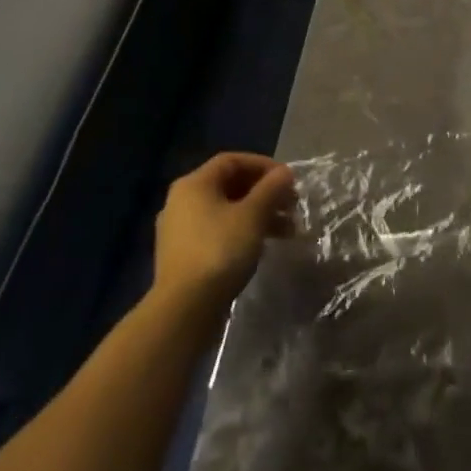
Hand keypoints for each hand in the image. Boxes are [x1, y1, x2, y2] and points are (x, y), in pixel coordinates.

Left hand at [153, 153, 295, 313]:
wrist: (184, 309)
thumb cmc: (220, 251)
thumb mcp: (253, 216)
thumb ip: (271, 189)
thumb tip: (284, 172)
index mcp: (193, 184)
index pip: (232, 161)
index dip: (263, 165)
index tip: (288, 179)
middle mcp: (181, 201)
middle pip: (229, 186)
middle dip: (264, 193)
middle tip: (290, 205)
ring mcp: (179, 231)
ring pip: (224, 212)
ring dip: (257, 215)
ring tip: (286, 231)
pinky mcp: (182, 257)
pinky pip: (216, 233)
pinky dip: (241, 233)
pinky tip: (261, 247)